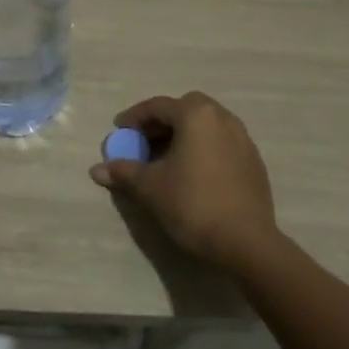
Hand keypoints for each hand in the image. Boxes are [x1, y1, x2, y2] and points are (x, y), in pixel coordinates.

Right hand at [89, 92, 279, 272]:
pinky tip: (192, 173)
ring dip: (184, 134)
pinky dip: (203, 148)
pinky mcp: (253, 162)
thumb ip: (123, 171)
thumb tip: (95, 170)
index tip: (119, 131)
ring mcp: (243, 139)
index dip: (134, 118)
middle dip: (162, 122)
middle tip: (144, 141)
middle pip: (185, 109)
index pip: (158, 106)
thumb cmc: (192, 204)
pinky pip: (221, 143)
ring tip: (166, 158)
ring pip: (206, 125)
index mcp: (196, 115)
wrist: (245, 242)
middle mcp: (222, 118)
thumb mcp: (150, 187)